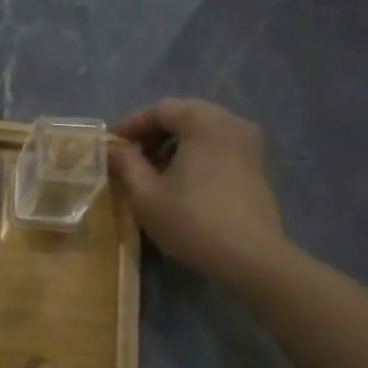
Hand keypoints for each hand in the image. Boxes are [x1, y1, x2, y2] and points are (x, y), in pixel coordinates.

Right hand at [108, 98, 289, 283]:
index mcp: (203, 122)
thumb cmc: (191, 220)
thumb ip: (125, 163)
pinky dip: (195, 152)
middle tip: (130, 155)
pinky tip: (181, 179)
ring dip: (174, 143)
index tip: (111, 145)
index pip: (160, 109)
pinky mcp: (256, 165)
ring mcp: (249, 143)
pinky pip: (219, 144)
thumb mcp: (145, 193)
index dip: (131, 124)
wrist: (250, 257)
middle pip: (184, 114)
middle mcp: (231, 122)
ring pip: (203, 129)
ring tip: (153, 169)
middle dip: (153, 132)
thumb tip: (111, 148)